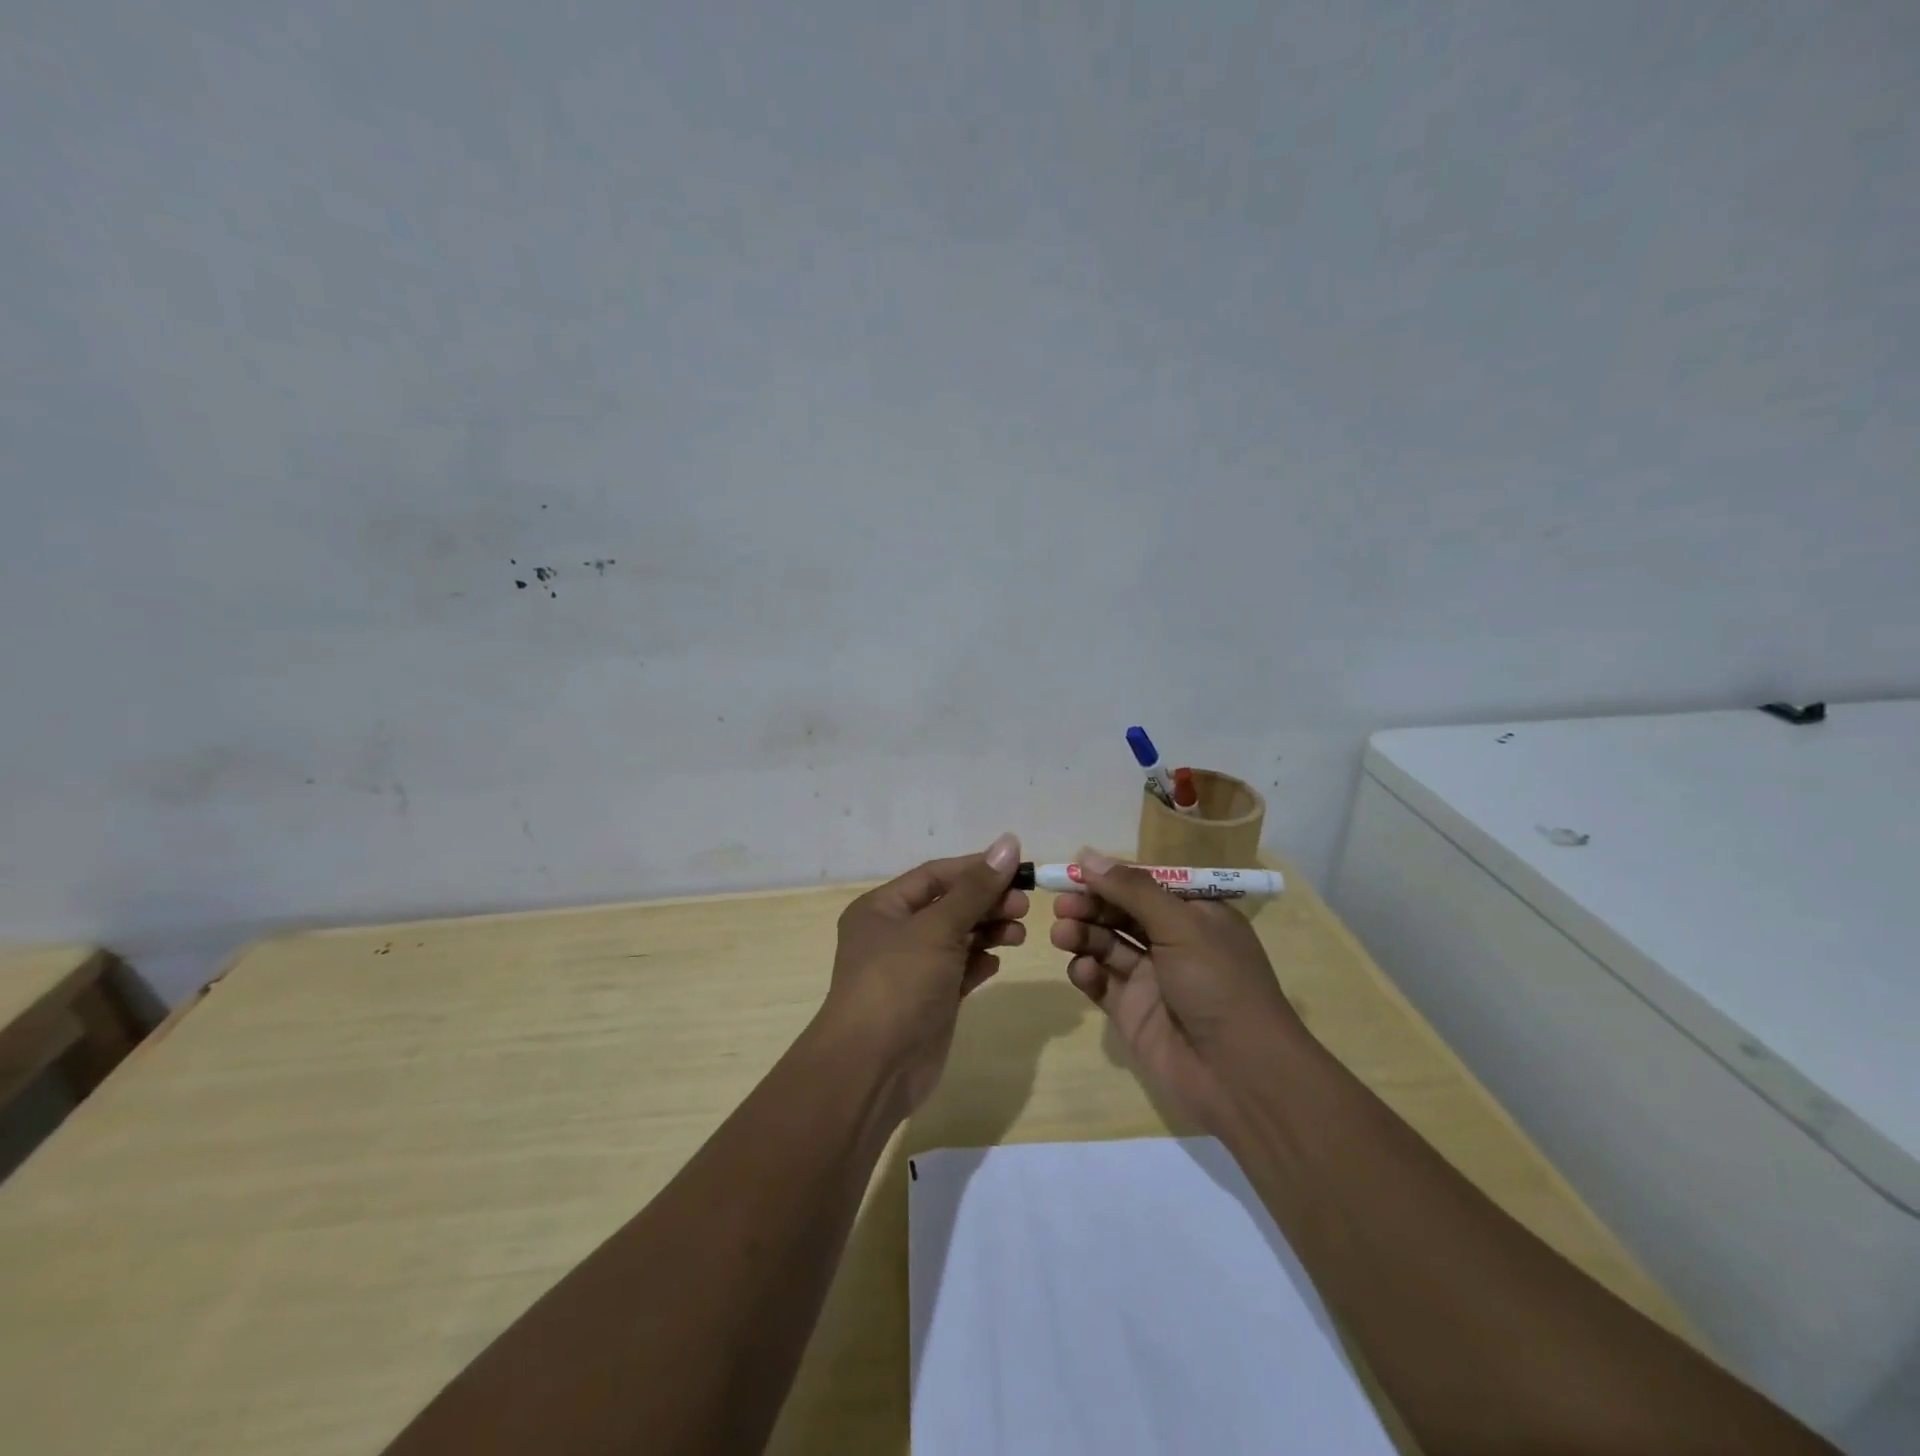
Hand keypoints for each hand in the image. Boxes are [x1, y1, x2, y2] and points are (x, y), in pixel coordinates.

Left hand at [821, 833, 1028, 1118]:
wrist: (873, 1068)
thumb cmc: (899, 983)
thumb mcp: (938, 928)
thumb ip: (976, 888)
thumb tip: (1009, 843)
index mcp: (882, 908)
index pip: (935, 875)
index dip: (976, 868)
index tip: (1018, 867)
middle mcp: (894, 934)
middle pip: (949, 905)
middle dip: (986, 902)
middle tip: (1024, 905)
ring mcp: (911, 969)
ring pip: (957, 938)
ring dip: (988, 931)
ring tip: (1019, 933)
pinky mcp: (929, 1001)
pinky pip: (959, 971)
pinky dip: (980, 963)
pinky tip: (997, 963)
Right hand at [1050, 849, 1303, 1130]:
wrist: (1240, 1075)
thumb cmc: (1219, 984)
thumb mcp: (1181, 925)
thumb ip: (1132, 889)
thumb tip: (1086, 854)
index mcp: (1195, 915)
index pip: (1146, 885)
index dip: (1111, 877)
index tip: (1075, 871)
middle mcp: (1173, 942)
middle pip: (1121, 912)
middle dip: (1091, 905)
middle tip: (1063, 906)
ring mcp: (1151, 978)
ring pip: (1106, 944)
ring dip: (1083, 934)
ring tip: (1063, 934)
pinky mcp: (1131, 1011)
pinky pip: (1101, 981)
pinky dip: (1087, 972)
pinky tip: (1083, 970)